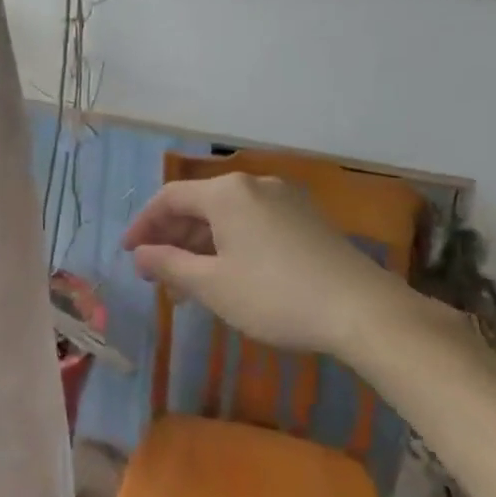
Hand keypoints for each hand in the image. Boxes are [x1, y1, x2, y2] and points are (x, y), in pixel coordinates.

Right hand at [121, 173, 423, 359]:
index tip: (129, 254)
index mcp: (227, 192)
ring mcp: (286, 200)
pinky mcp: (309, 220)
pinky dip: (230, 244)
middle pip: (199, 204)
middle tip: (157, 272)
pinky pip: (254, 223)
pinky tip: (229, 275)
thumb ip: (168, 265)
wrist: (366, 312)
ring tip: (189, 282)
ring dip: (201, 244)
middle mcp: (255, 184)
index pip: (169, 198)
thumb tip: (140, 255)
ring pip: (227, 216)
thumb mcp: (211, 285)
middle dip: (172, 237)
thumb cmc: (275, 295)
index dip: (143, 225)